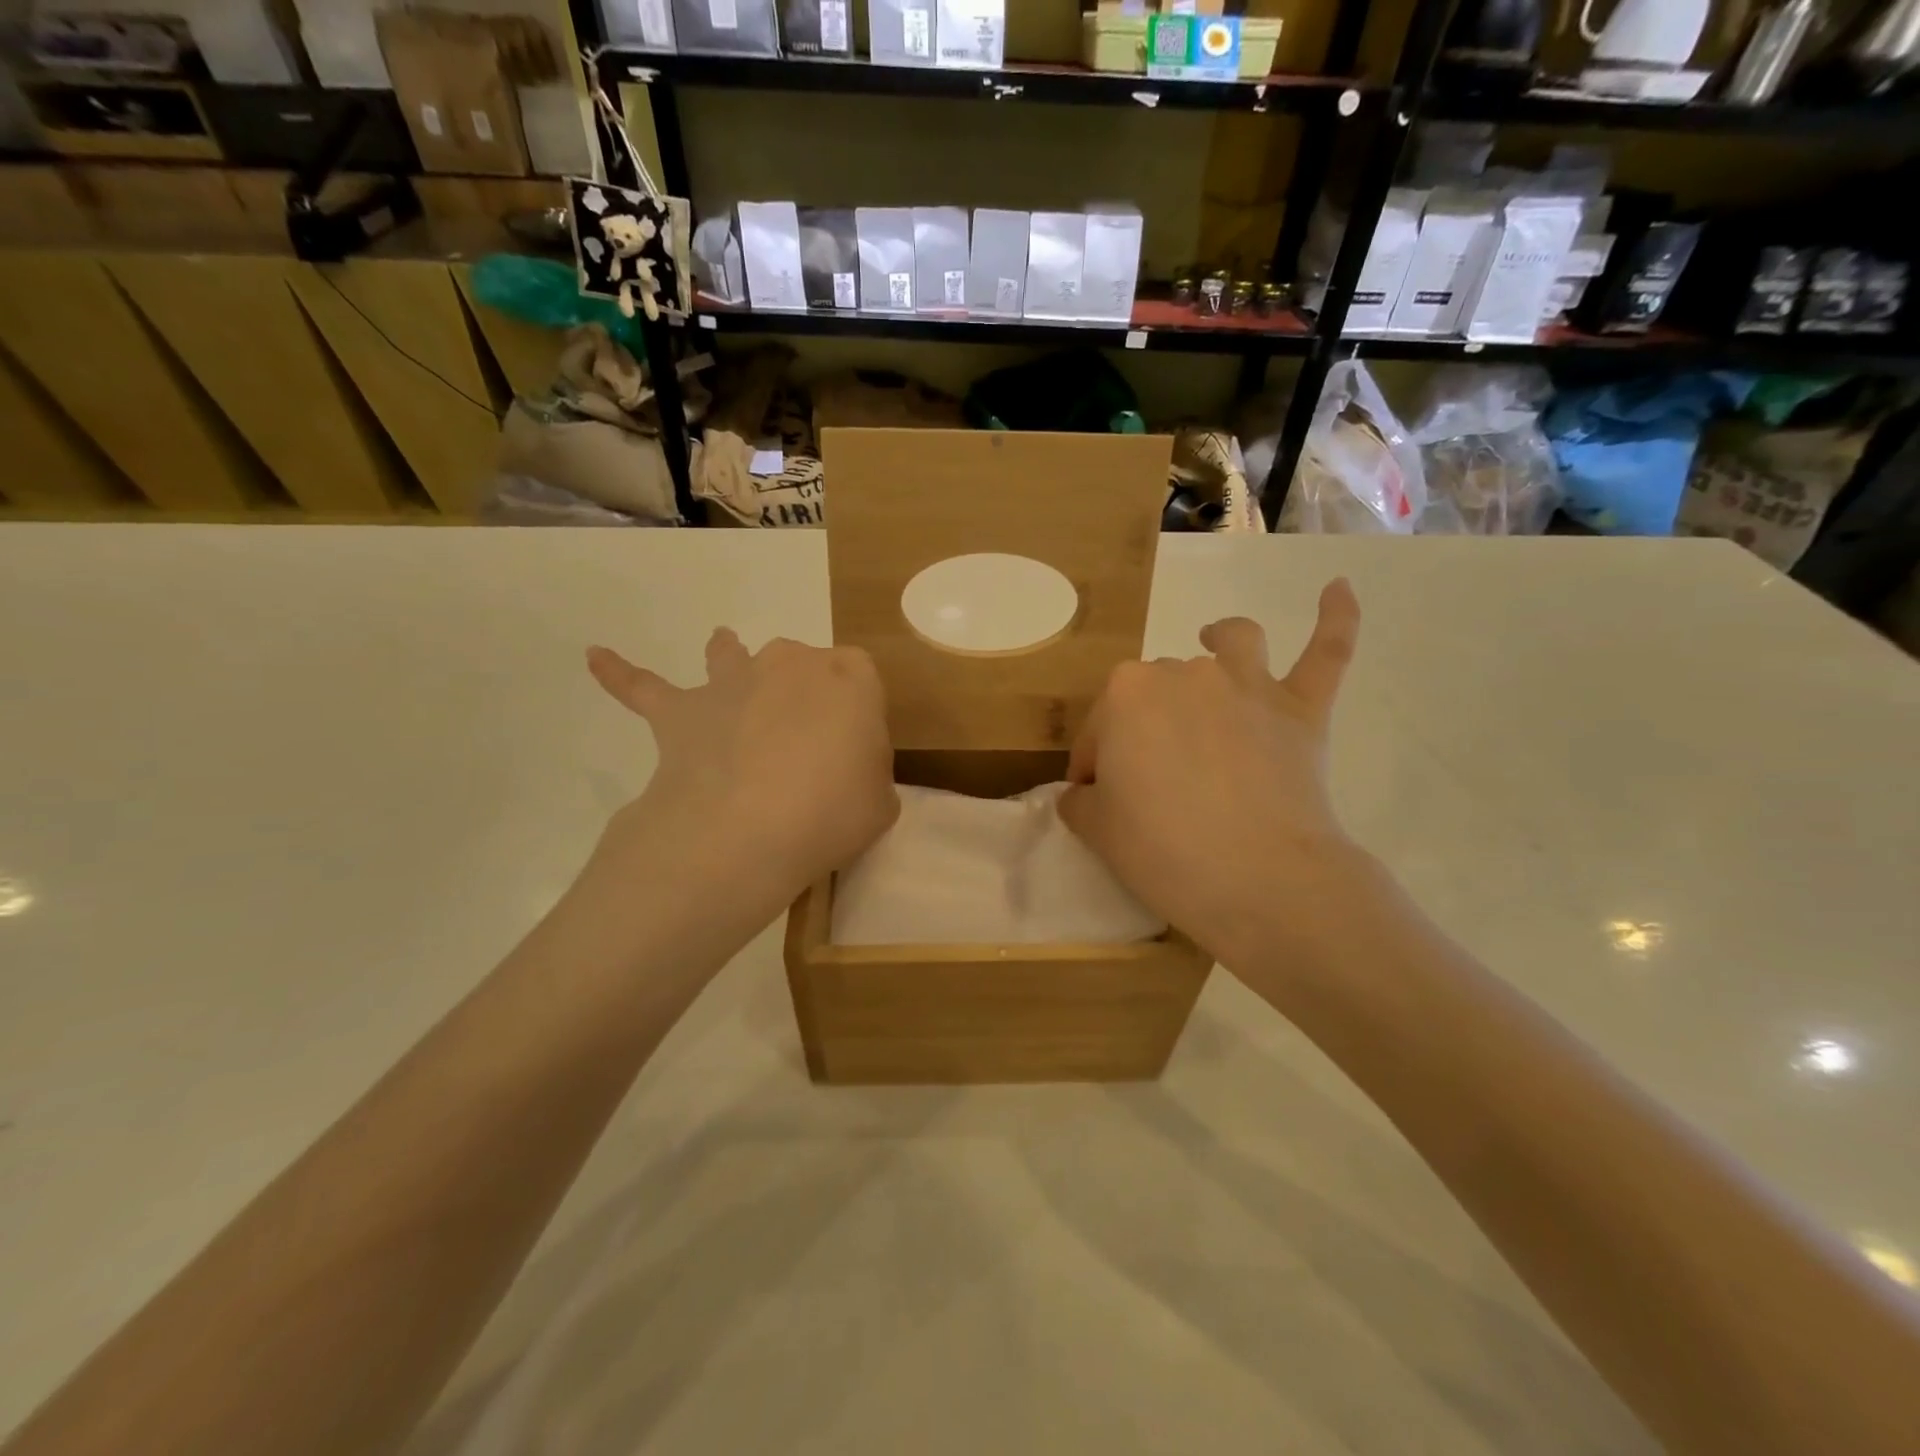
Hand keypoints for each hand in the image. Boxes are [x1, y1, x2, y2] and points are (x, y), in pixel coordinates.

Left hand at [585, 629, 898, 903]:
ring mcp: (732, 682)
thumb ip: (868, 773)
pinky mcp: (681, 711)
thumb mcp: (880, 801)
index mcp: (850, 677)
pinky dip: (620, 674)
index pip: (860, 680)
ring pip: (730, 656)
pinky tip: (595, 657)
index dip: (857, 714)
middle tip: (803, 746)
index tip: (854, 754)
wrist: (749, 828)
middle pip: (801, 666)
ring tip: (722, 647)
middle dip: (802, 694)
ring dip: (727, 654)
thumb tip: (845, 770)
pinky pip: (644, 687)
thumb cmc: (832, 812)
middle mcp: (791, 663)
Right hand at [1058, 580, 1363, 959]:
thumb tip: (1087, 793)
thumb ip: (1081, 801)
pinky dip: (1337, 619)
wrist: (1258, 878)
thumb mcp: (1096, 830)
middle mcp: (1184, 674)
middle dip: (1145, 727)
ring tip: (1215, 645)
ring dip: (1221, 642)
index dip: (1093, 767)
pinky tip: (1340, 587)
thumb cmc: (1162, 850)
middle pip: (1156, 690)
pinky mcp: (1301, 710)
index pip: (1097, 732)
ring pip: (1233, 643)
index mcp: (1125, 695)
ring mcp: (1248, 686)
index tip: (1097, 802)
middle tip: (1150, 783)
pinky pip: (1326, 652)